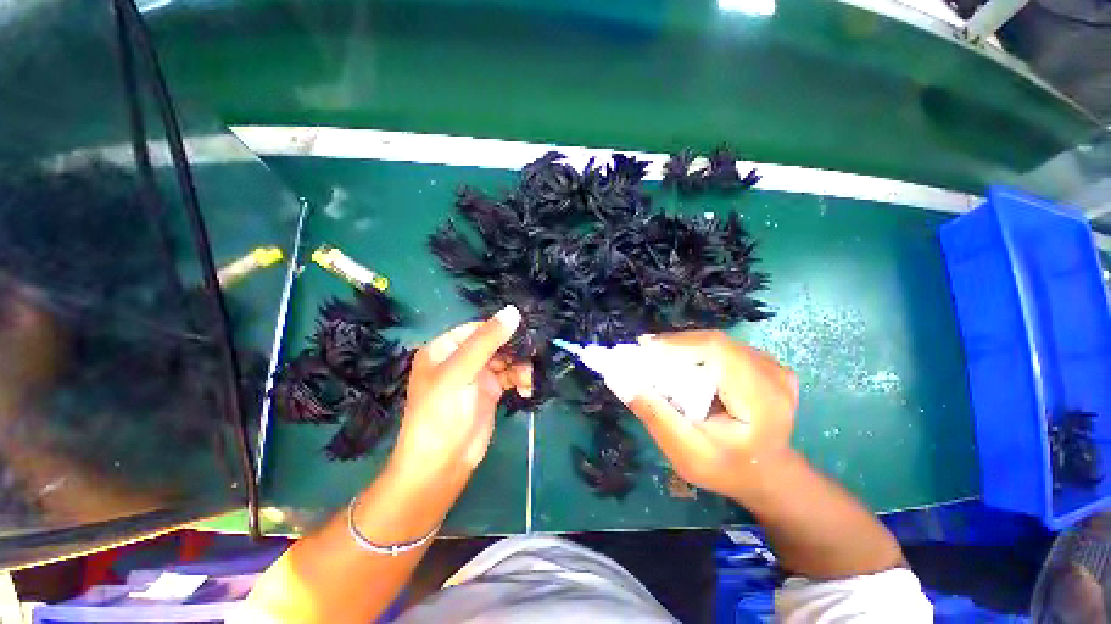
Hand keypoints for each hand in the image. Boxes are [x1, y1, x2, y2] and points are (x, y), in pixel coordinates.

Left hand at [390, 305, 531, 484]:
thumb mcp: (460, 372)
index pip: (477, 329)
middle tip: (533, 355)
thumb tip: (513, 312)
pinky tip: (527, 389)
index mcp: (445, 348)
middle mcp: (461, 359)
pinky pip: (511, 376)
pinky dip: (521, 380)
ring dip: (520, 367)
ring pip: (506, 360)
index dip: (500, 329)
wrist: (441, 465)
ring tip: (528, 379)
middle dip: (514, 350)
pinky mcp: (491, 391)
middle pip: (495, 343)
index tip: (524, 331)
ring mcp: (477, 375)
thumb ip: (486, 341)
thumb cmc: (441, 414)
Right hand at [625, 330, 797, 500]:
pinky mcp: (765, 363)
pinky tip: (683, 364)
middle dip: (674, 346)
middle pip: (714, 343)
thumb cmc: (727, 470)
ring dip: (683, 347)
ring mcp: (773, 366)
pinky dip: (696, 351)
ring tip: (658, 359)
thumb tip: (620, 379)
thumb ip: (655, 416)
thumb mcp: (686, 453)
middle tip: (644, 355)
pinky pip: (723, 348)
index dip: (678, 343)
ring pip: (716, 343)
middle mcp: (773, 375)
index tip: (643, 348)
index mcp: (762, 401)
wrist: (766, 475)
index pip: (718, 351)